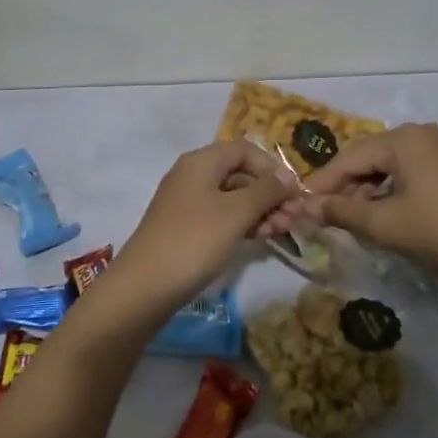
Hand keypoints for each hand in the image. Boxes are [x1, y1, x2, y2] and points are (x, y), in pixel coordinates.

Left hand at [107, 141, 299, 316]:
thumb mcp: (236, 212)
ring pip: (233, 197)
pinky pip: (222, 216)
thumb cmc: (194, 240)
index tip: (293, 192)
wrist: (144, 287)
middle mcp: (193, 175)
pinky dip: (243, 223)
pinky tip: (260, 238)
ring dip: (260, 210)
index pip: (245, 150)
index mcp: (201, 161)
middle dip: (269, 193)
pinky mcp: (187, 228)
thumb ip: (266, 191)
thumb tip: (289, 177)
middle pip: (240, 173)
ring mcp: (188, 203)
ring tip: (281, 232)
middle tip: (293, 219)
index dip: (272, 167)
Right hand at [302, 124, 437, 294]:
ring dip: (366, 193)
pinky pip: (407, 173)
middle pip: (368, 158)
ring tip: (349, 220)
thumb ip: (342, 213)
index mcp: (404, 139)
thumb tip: (305, 208)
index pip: (349, 157)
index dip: (322, 183)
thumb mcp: (386, 225)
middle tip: (322, 216)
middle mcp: (420, 134)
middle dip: (344, 187)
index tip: (299, 206)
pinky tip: (380, 216)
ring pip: (387, 167)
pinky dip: (389, 193)